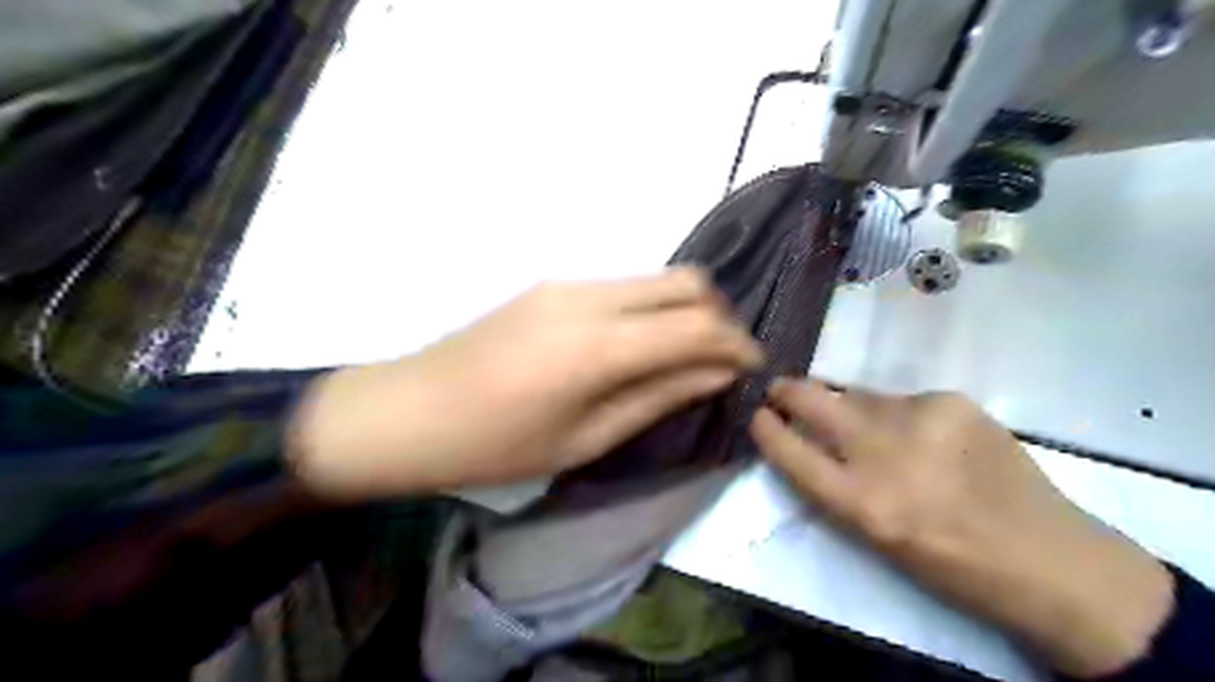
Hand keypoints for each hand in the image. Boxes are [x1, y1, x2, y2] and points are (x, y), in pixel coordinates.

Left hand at [284, 265, 757, 501]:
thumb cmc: (497, 446)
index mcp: (599, 345)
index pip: (698, 327)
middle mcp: (591, 296)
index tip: (754, 369)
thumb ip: (658, 397)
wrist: (410, 411)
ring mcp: (569, 282)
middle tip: (724, 361)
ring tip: (688, 356)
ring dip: (687, 311)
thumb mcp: (587, 438)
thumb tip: (717, 374)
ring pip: (657, 278)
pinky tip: (642, 344)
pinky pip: (626, 286)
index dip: (737, 345)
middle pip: (687, 283)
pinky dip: (653, 309)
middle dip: (720, 318)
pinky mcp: (554, 284)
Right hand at [750, 377, 1176, 676]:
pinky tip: (923, 435)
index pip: (791, 452)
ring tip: (869, 427)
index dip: (766, 429)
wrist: (1051, 560)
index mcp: (862, 503)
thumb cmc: (951, 565)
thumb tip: (807, 440)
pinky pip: (902, 399)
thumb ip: (836, 484)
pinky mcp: (952, 401)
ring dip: (850, 407)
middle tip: (779, 388)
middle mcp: (884, 453)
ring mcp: (920, 419)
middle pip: (814, 402)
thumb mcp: (876, 538)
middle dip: (788, 391)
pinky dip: (898, 413)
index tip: (756, 415)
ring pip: (858, 395)